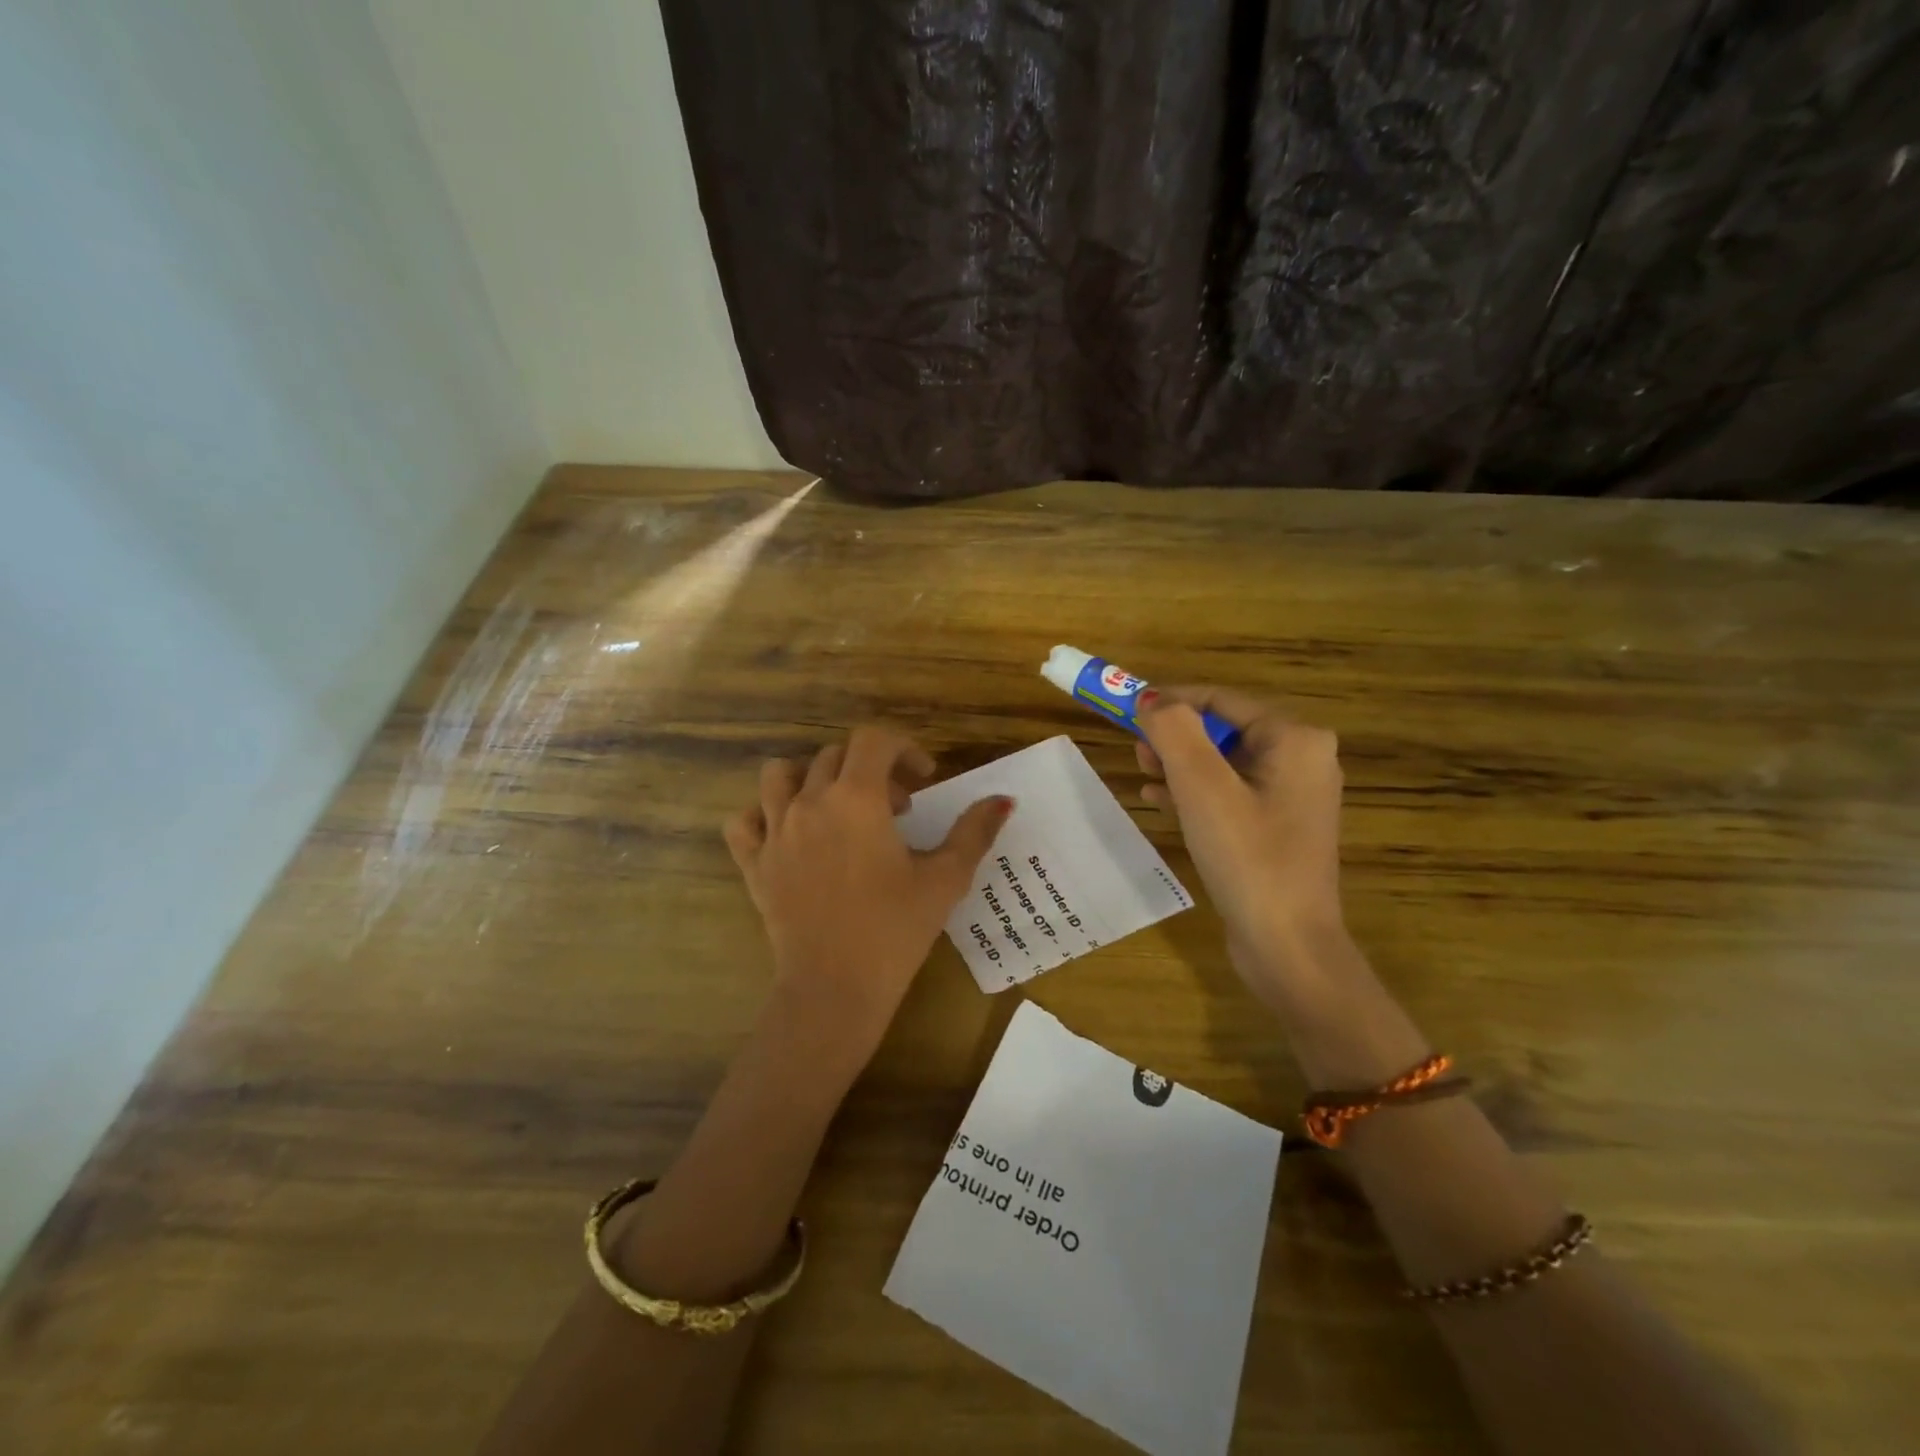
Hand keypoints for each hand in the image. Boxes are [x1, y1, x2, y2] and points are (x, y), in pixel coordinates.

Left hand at [724, 727, 1011, 1058]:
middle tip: (898, 809)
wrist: (835, 989)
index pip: (874, 740)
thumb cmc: (895, 931)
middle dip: (871, 770)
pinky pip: (744, 821)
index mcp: (856, 799)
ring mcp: (774, 831)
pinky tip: (788, 834)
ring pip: (780, 775)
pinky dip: (762, 816)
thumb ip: (974, 832)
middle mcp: (810, 802)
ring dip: (811, 778)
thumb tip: (1003, 800)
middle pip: (835, 756)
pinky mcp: (754, 863)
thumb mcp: (945, 879)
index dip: (903, 749)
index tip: (923, 780)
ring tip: (837, 806)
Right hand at [1136, 686, 1348, 1009]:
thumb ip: (1174, 731)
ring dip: (1179, 764)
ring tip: (1142, 773)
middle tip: (1134, 749)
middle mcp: (1302, 759)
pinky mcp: (1277, 828)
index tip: (1126, 708)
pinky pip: (1229, 793)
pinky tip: (1157, 800)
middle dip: (1175, 736)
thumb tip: (1150, 699)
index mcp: (1295, 739)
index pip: (1221, 699)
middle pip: (1223, 729)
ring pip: (1223, 762)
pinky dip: (1194, 792)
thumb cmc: (1247, 857)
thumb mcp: (1202, 787)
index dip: (1171, 700)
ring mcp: (1292, 796)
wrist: (1287, 946)